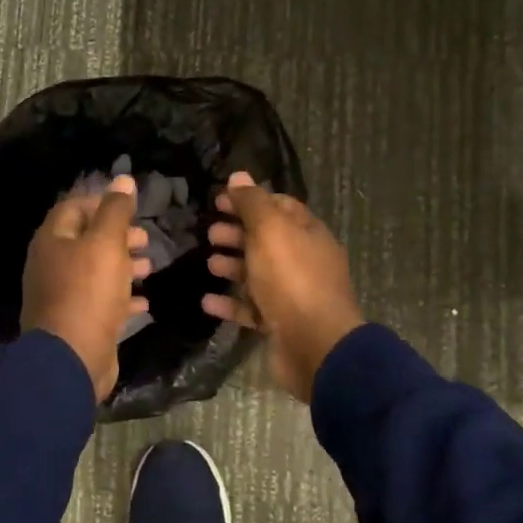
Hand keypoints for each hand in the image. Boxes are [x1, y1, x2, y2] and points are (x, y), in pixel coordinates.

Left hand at [21, 173, 150, 400]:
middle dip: (118, 236)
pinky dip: (122, 297)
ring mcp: (62, 295)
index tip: (131, 208)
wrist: (71, 359)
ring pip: (95, 271)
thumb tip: (123, 179)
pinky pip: (101, 302)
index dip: (102, 202)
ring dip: (123, 265)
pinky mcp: (77, 321)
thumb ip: (116, 210)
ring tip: (149, 265)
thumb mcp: (106, 244)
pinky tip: (144, 300)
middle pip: (86, 240)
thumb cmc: (88, 292)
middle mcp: (52, 264)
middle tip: (145, 238)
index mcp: (53, 240)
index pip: (74, 207)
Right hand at [201, 172, 363, 402]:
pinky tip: (207, 301)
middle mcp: (304, 260)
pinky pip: (252, 308)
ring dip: (232, 266)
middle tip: (209, 232)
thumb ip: (252, 203)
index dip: (250, 200)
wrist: (316, 345)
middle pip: (267, 240)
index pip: (279, 206)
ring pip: (259, 274)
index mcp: (308, 233)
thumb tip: (238, 176)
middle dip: (238, 233)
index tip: (220, 200)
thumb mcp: (270, 230)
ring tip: (208, 264)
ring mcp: (294, 294)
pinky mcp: (281, 324)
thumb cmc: (292, 278)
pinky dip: (230, 303)